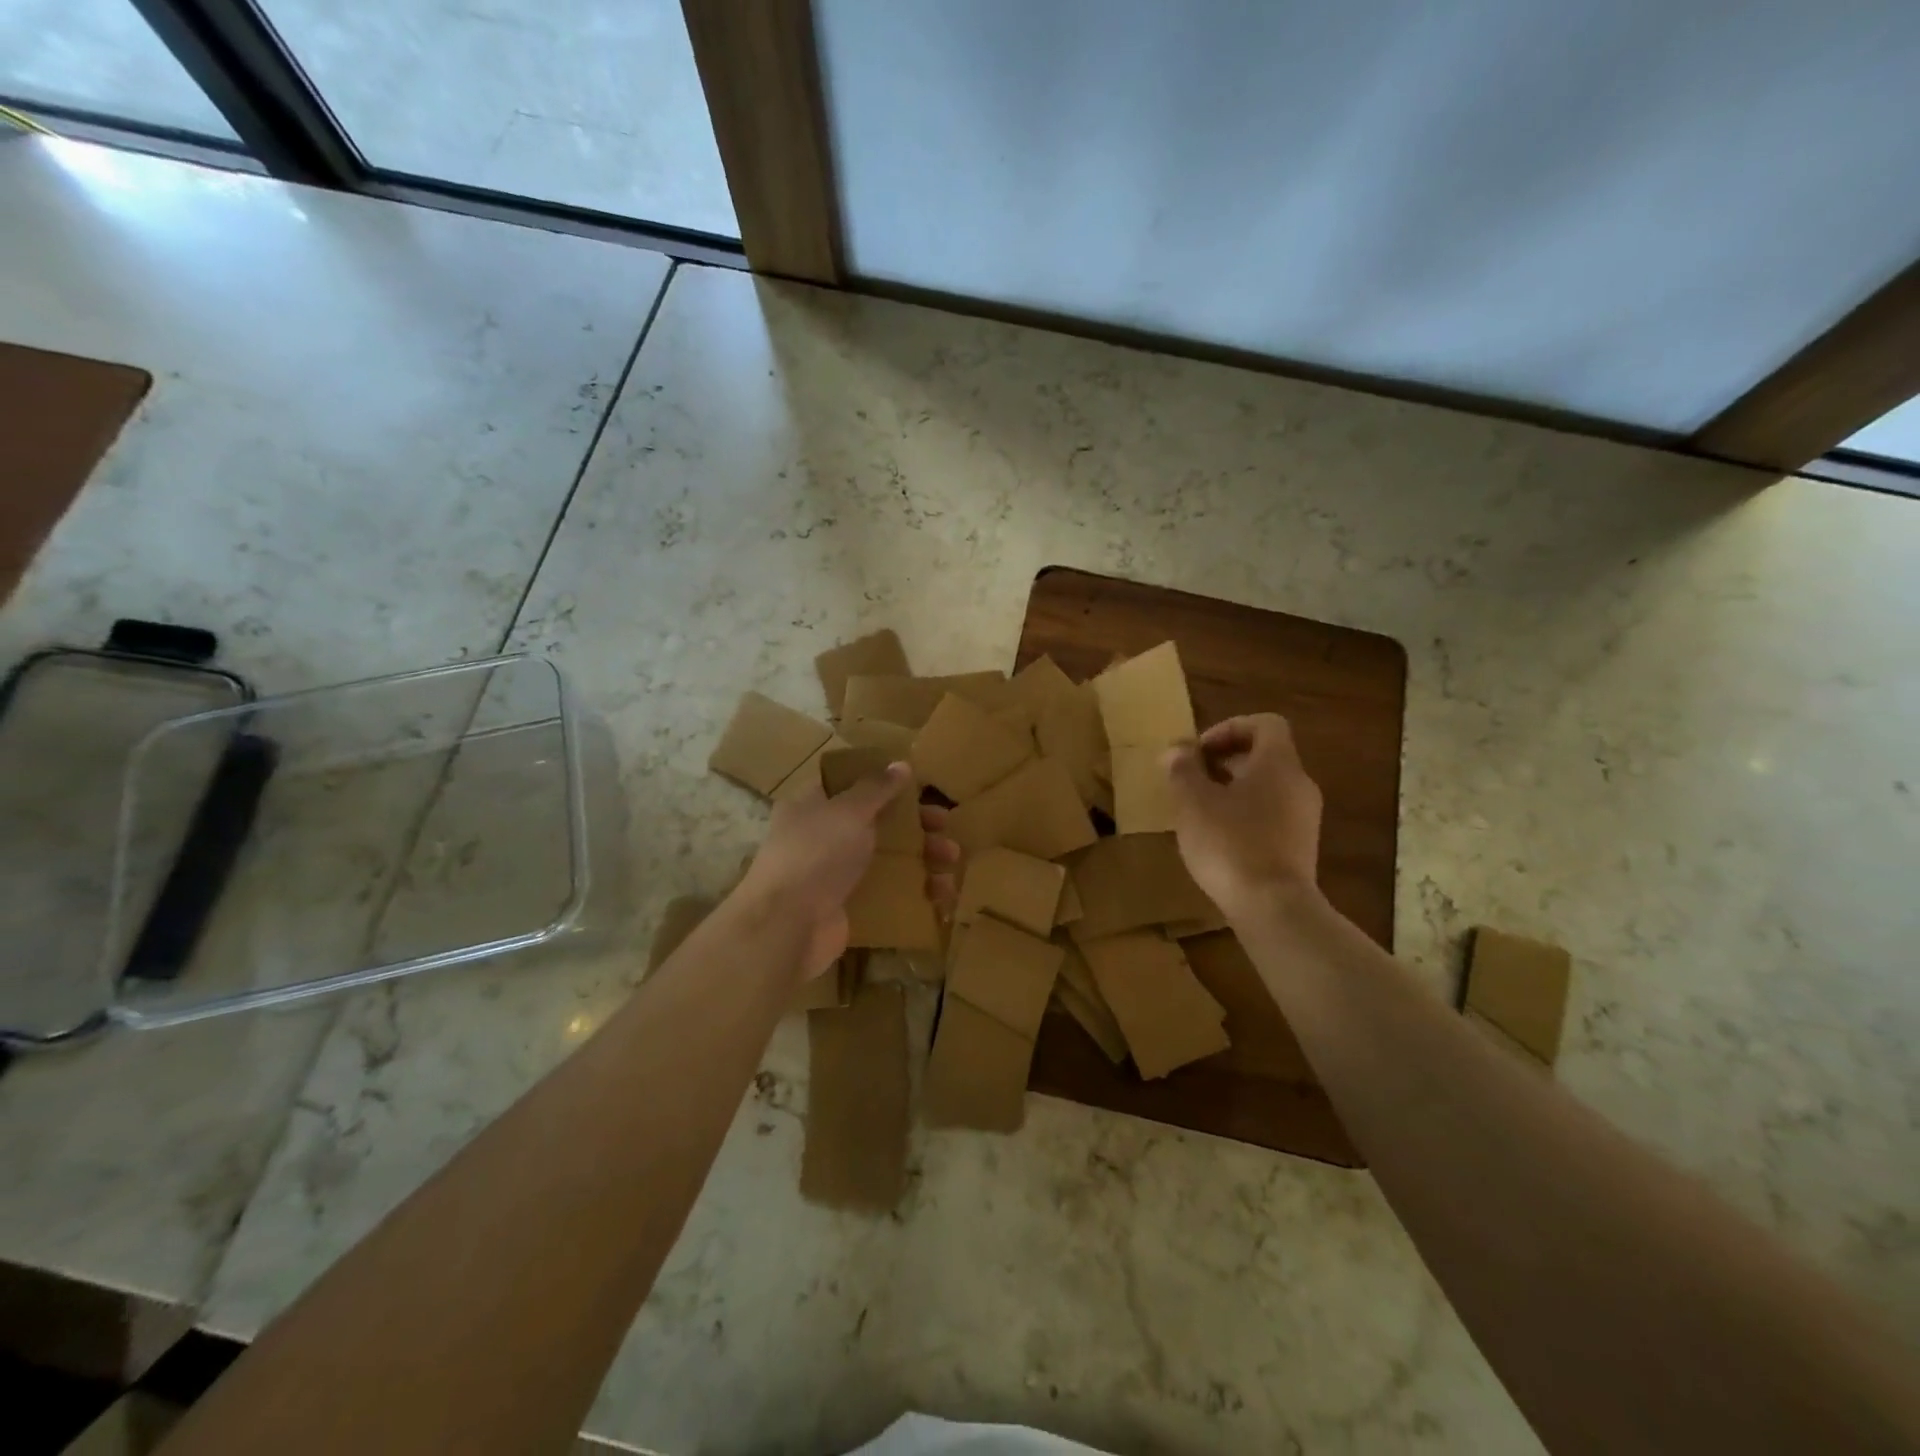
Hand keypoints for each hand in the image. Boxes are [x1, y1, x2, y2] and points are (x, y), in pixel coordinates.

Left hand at [735, 763, 958, 979]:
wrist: (787, 926)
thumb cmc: (816, 853)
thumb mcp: (849, 810)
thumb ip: (877, 788)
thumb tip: (901, 764)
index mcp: (813, 805)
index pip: (852, 785)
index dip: (886, 783)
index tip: (920, 787)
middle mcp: (822, 837)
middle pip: (877, 824)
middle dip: (915, 826)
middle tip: (945, 827)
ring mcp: (834, 875)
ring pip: (886, 860)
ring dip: (922, 859)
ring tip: (951, 863)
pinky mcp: (848, 908)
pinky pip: (886, 895)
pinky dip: (914, 893)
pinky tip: (941, 896)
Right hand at [1164, 714, 1323, 918]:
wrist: (1272, 908)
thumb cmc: (1230, 843)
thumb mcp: (1192, 801)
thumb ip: (1183, 769)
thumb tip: (1177, 749)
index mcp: (1278, 764)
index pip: (1264, 724)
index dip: (1229, 729)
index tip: (1199, 752)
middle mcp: (1299, 784)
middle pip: (1265, 756)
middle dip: (1225, 761)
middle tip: (1192, 780)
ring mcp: (1304, 818)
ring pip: (1268, 788)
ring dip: (1233, 790)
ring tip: (1199, 812)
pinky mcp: (1300, 847)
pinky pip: (1271, 815)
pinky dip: (1245, 816)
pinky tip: (1218, 840)